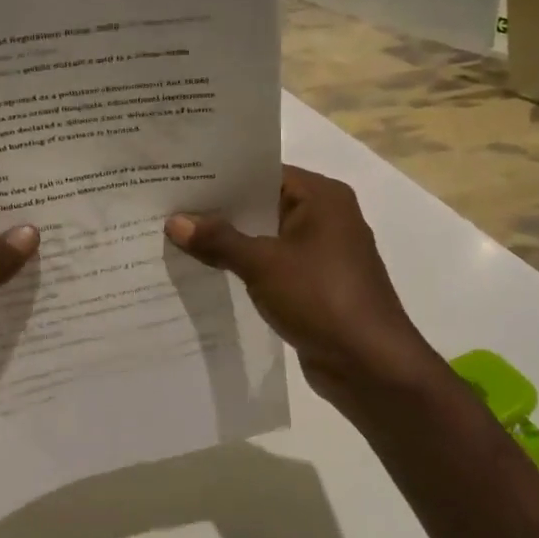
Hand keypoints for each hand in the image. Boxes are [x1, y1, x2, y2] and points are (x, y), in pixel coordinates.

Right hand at [166, 167, 441, 410]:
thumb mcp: (263, 264)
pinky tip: (207, 271)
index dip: (223, 176)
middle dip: (219, 210)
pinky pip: (271, 266)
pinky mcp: (314, 285)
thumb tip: (174, 221)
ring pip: (265, 237)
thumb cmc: (321, 298)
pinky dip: (244, 267)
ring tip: (178, 237)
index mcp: (322, 198)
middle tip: (169, 207)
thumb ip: (218, 240)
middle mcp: (325, 218)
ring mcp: (321, 254)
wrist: (370, 365)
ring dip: (230, 242)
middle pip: (263, 204)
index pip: (264, 172)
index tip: (181, 178)